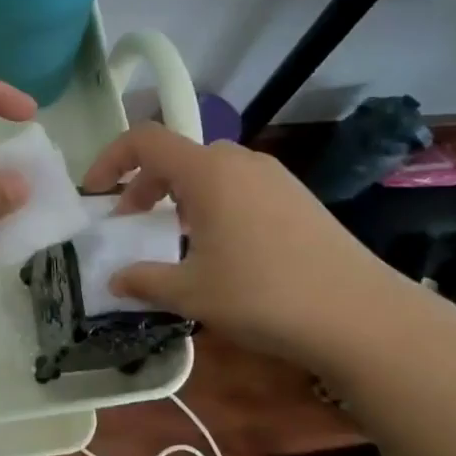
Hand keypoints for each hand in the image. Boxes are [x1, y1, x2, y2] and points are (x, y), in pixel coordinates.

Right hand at [79, 124, 425, 374]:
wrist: (361, 315)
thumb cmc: (263, 295)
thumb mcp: (191, 292)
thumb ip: (143, 280)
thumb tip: (113, 280)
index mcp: (207, 170)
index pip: (144, 140)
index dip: (110, 159)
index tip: (94, 192)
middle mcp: (239, 161)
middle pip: (177, 157)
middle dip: (145, 186)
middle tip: (132, 224)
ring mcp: (273, 177)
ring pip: (209, 172)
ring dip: (180, 197)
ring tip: (176, 240)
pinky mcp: (297, 197)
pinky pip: (239, 187)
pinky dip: (213, 205)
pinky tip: (223, 249)